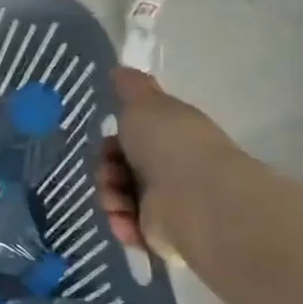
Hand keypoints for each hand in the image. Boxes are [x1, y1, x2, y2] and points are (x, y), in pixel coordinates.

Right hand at [97, 68, 229, 256]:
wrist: (197, 199)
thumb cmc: (170, 144)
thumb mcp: (144, 103)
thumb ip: (130, 87)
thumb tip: (120, 68)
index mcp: (170, 137)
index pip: (131, 139)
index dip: (111, 141)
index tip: (107, 143)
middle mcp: (171, 169)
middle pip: (119, 169)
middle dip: (106, 171)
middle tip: (110, 174)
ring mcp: (167, 204)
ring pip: (119, 198)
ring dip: (109, 197)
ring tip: (117, 202)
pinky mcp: (162, 235)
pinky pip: (128, 227)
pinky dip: (121, 223)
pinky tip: (124, 220)